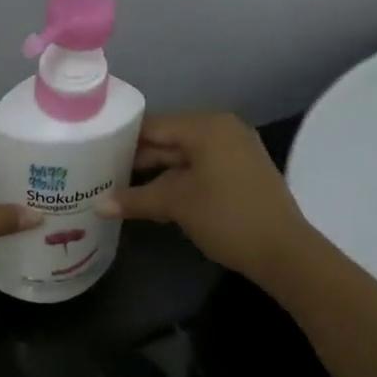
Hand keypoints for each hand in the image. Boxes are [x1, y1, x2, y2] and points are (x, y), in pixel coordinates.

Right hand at [97, 112, 315, 284]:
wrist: (282, 251)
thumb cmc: (227, 217)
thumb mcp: (177, 204)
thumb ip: (136, 199)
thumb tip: (98, 205)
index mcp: (207, 126)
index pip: (154, 125)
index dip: (122, 140)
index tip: (94, 153)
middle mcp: (222, 130)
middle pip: (168, 139)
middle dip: (137, 159)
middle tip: (100, 174)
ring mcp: (234, 152)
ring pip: (182, 157)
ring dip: (154, 174)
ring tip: (118, 188)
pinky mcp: (239, 174)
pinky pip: (198, 169)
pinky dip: (175, 181)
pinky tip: (151, 197)